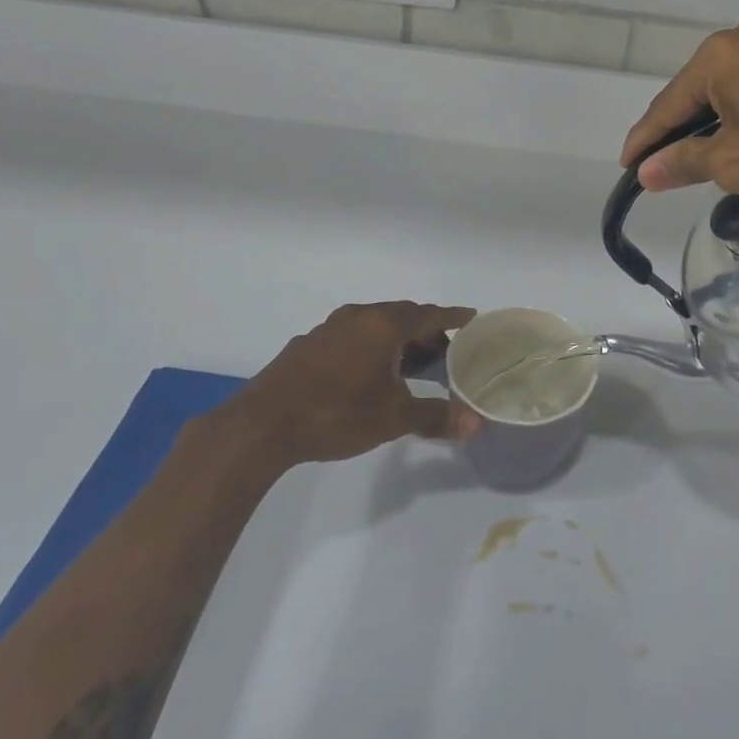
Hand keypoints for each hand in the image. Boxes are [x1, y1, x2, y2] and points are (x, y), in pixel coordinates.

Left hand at [240, 302, 480, 463]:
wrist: (262, 424)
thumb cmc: (337, 412)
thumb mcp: (393, 418)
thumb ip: (435, 417)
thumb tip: (475, 424)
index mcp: (383, 325)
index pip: (428, 314)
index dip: (452, 317)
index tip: (471, 317)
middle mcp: (357, 317)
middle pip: (401, 316)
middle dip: (425, 331)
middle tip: (445, 351)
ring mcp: (328, 330)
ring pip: (373, 326)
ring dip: (396, 340)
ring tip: (410, 363)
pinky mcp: (307, 347)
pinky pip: (351, 338)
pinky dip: (370, 348)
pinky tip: (367, 374)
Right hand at [621, 16, 738, 206]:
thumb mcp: (737, 164)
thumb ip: (685, 162)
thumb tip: (647, 171)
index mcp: (720, 56)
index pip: (667, 105)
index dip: (644, 140)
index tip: (626, 166)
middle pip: (699, 88)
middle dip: (680, 127)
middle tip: (664, 161)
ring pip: (733, 82)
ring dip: (717, 115)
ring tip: (708, 149)